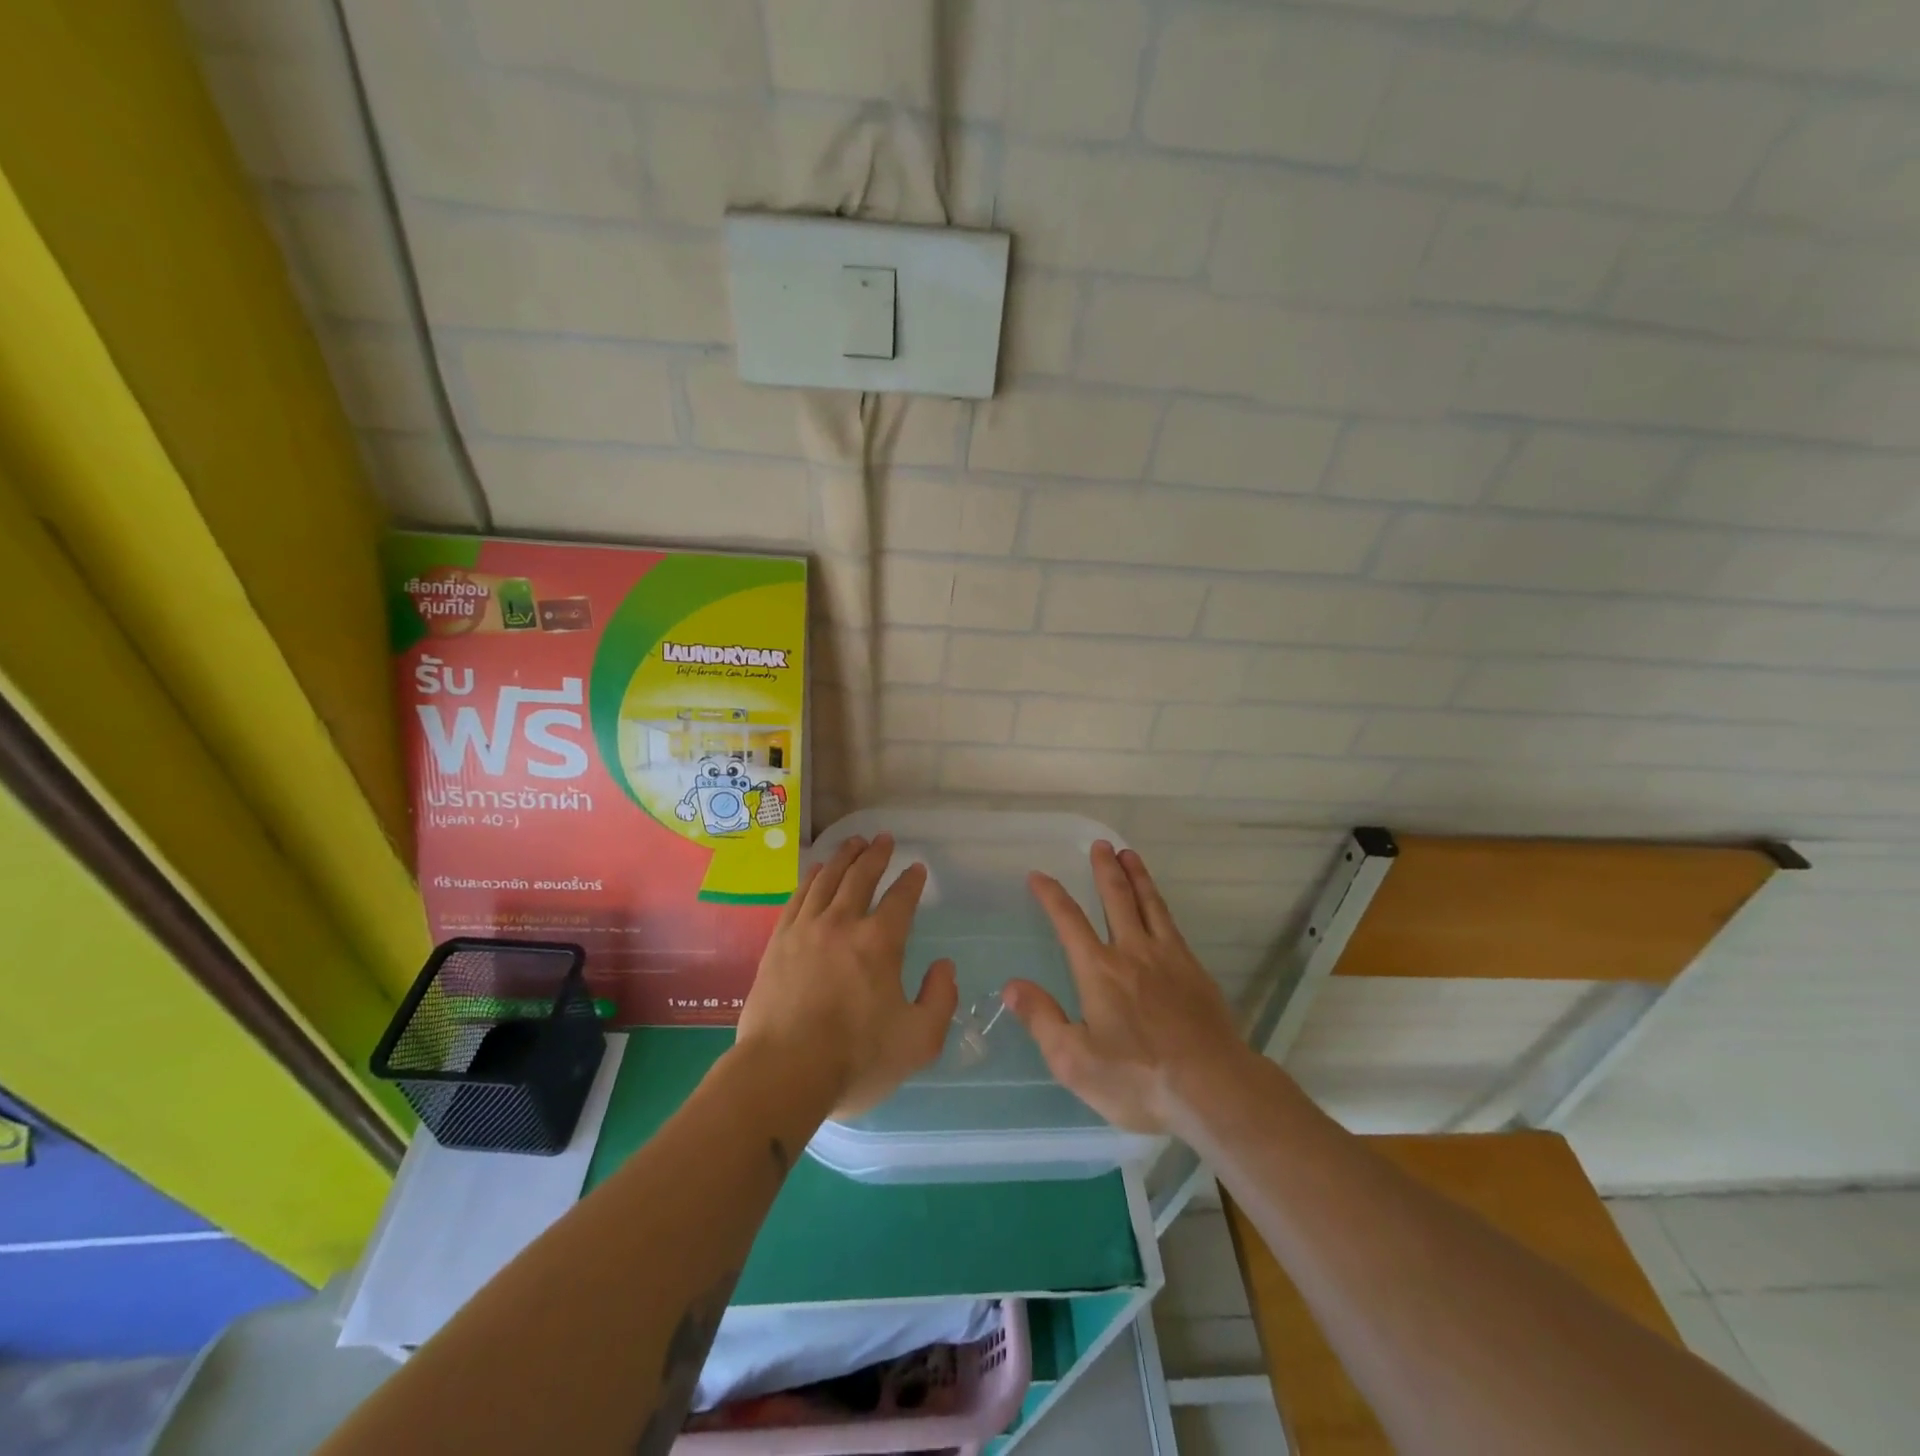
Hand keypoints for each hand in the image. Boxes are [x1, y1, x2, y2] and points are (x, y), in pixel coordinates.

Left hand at [736, 833, 958, 1118]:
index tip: (917, 869)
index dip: (911, 881)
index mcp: (880, 943)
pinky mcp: (778, 943)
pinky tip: (815, 871)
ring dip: (844, 857)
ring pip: (827, 879)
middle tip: (884, 839)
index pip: (900, 899)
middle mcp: (842, 924)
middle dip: (876, 855)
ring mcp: (805, 930)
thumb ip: (940, 999)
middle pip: (861, 877)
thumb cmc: (856, 1059)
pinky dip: (811, 878)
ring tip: (854, 842)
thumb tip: (944, 967)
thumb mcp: (919, 1041)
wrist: (783, 1073)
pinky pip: (798, 897)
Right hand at [1006, 841, 1244, 1133]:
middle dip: (1104, 869)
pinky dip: (1161, 905)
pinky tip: (1160, 906)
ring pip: (1150, 904)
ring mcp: (1169, 958)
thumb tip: (1010, 986)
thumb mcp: (1075, 1061)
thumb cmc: (1138, 1078)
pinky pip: (1172, 925)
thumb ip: (1042, 1019)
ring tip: (1129, 854)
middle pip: (1116, 898)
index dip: (1051, 895)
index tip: (1039, 875)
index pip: (1069, 921)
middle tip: (1100, 844)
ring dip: (1137, 876)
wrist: (1213, 1089)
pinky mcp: (1195, 971)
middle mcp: (1132, 952)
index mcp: (1099, 970)